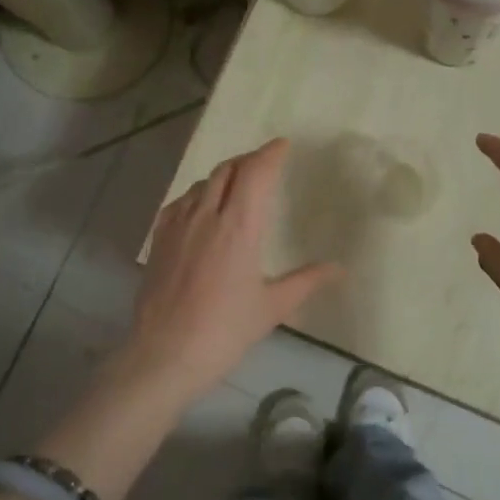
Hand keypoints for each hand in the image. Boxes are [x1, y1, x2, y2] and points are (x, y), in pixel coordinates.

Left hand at [122, 138, 340, 400]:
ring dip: (224, 175)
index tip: (283, 145)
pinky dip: (198, 194)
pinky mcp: (159, 239)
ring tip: (237, 185)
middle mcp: (206, 214)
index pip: (255, 172)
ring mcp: (178, 224)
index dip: (270, 153)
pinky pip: (181, 201)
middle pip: (227, 169)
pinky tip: (202, 209)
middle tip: (265, 165)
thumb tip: (340, 269)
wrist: (164, 355)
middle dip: (248, 161)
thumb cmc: (225, 331)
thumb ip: (307, 281)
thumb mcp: (273, 307)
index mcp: (239, 225)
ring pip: (202, 183)